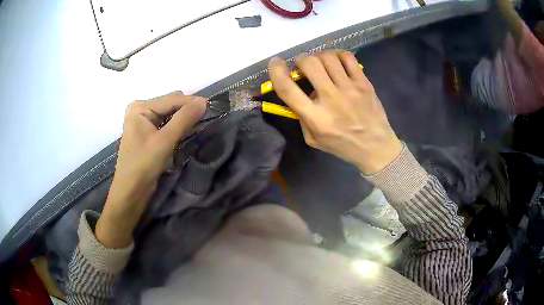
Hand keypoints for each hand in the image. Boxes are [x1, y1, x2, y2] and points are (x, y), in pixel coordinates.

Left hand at [96, 92, 206, 247]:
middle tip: (207, 117)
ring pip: (170, 114)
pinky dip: (178, 126)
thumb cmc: (142, 165)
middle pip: (170, 104)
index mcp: (140, 107)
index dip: (192, 102)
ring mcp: (143, 121)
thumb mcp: (164, 141)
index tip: (213, 105)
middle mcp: (141, 110)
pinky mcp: (147, 133)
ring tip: (200, 123)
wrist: (130, 192)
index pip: (171, 99)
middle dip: (188, 109)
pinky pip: (166, 123)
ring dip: (184, 118)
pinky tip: (187, 130)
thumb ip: (183, 119)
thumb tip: (203, 102)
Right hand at [268, 51, 401, 174]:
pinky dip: (338, 55)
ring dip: (319, 57)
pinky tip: (337, 62)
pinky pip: (348, 57)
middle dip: (301, 60)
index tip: (275, 63)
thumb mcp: (314, 139)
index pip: (288, 89)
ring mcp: (350, 89)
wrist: (376, 147)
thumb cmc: (343, 146)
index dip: (276, 71)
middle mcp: (331, 100)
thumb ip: (302, 117)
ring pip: (328, 57)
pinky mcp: (364, 83)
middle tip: (304, 67)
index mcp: (316, 118)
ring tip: (321, 65)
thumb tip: (299, 92)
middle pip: (309, 64)